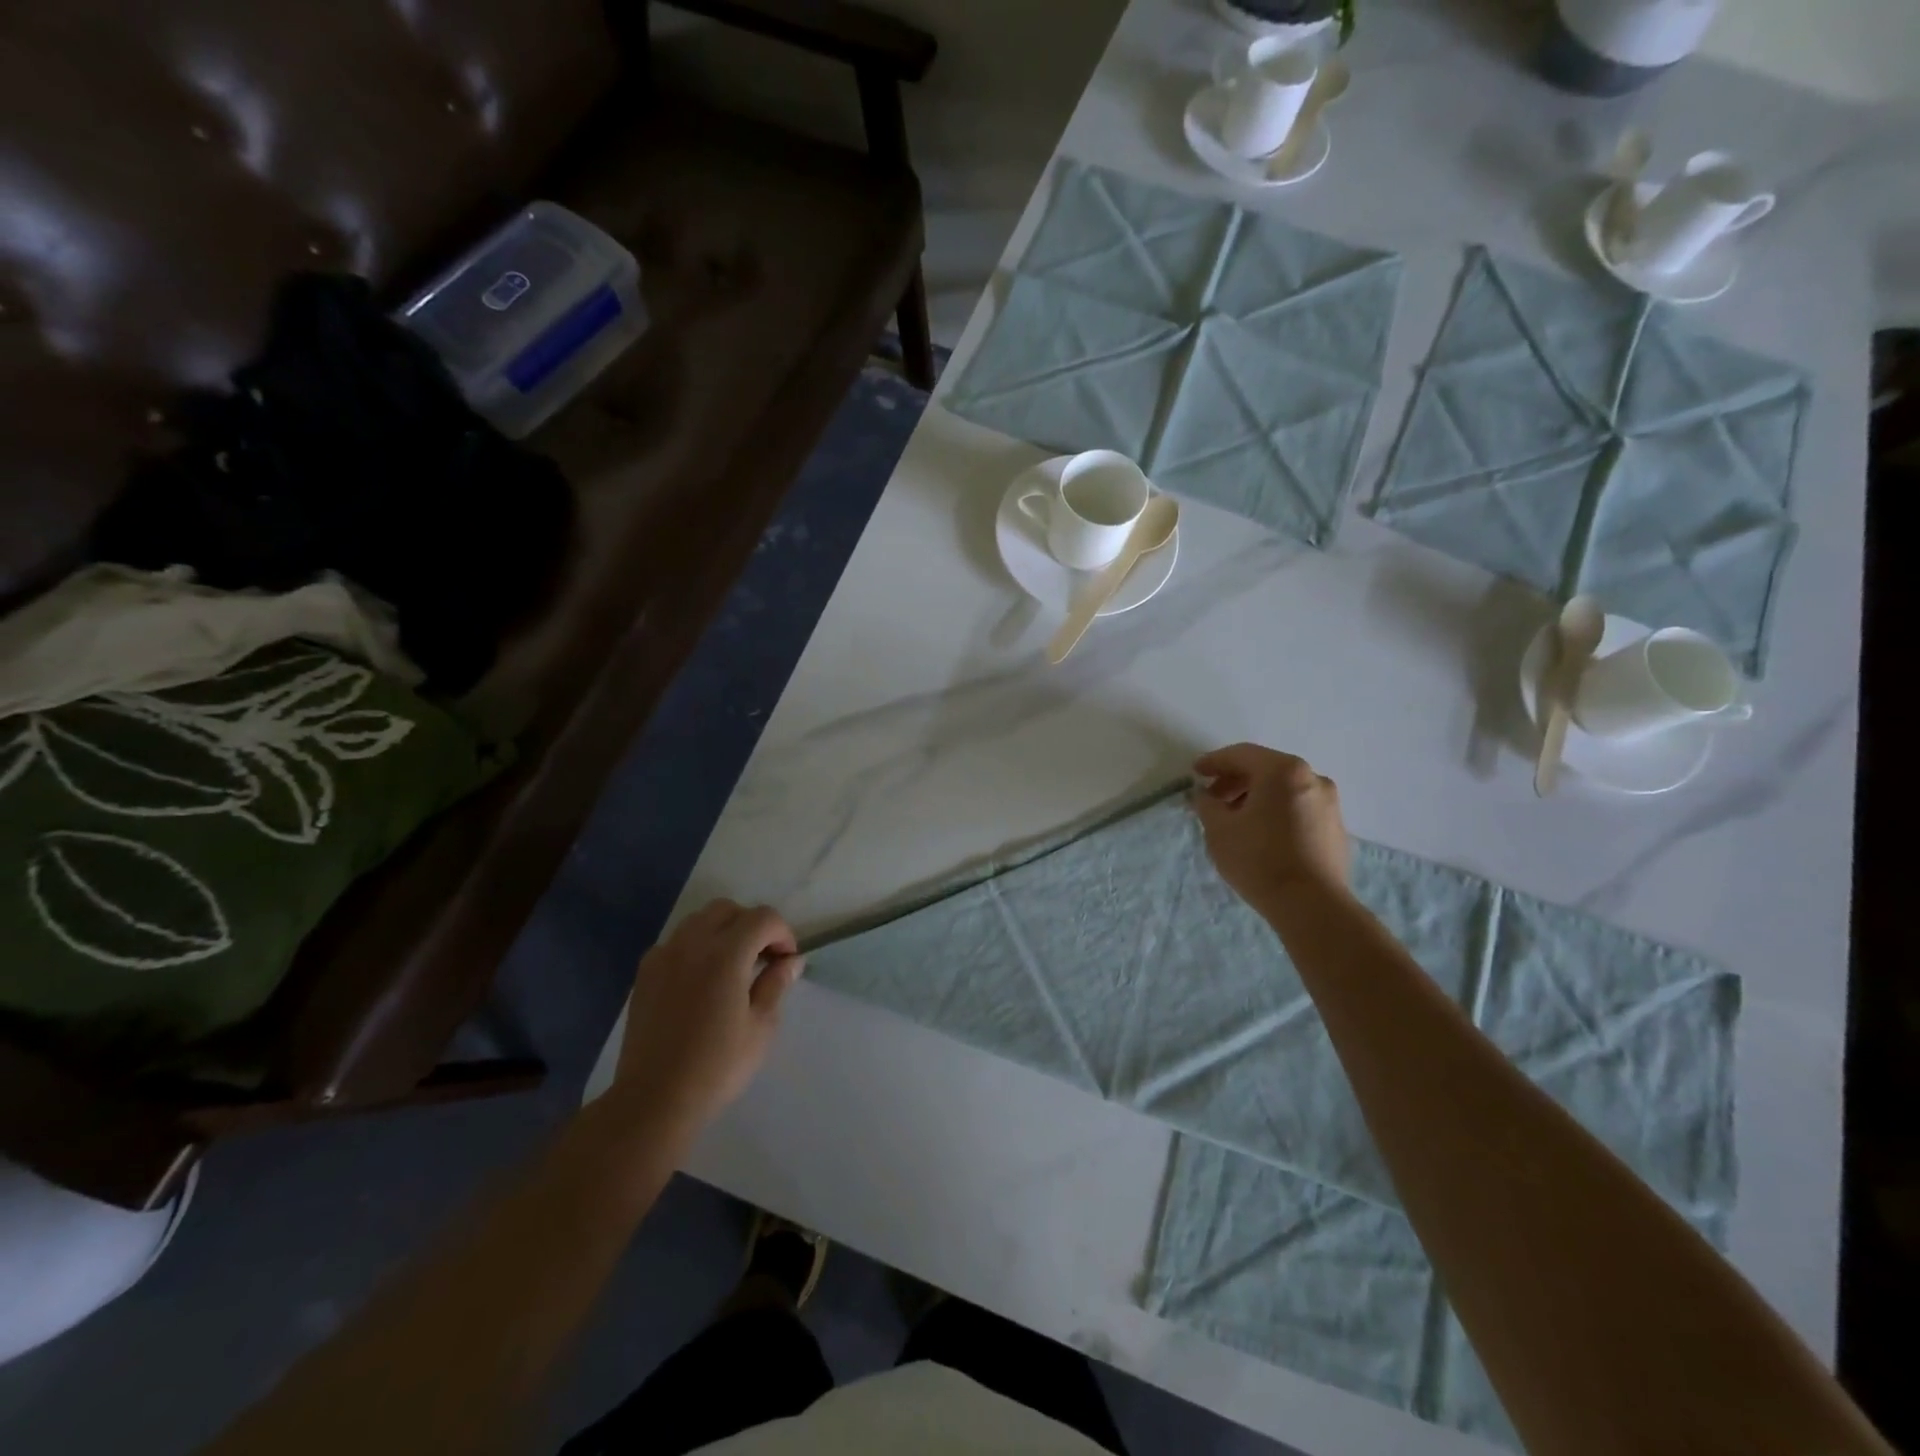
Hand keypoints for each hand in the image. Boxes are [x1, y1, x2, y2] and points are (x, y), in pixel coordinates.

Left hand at [613, 899, 803, 1133]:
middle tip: (762, 957)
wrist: (654, 1099)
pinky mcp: (645, 973)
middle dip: (751, 924)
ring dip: (723, 931)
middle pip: (728, 909)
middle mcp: (692, 944)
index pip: (762, 918)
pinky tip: (701, 980)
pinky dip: (695, 947)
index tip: (787, 959)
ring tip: (732, 966)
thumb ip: (776, 984)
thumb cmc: (717, 1066)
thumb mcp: (761, 1027)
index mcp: (725, 954)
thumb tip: (792, 960)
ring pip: (699, 920)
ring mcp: (664, 956)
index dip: (782, 932)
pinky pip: (676, 942)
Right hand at [1192, 744, 1349, 910]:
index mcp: (1283, 771)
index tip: (1195, 773)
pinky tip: (1261, 833)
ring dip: (1256, 797)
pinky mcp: (1336, 828)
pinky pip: (1298, 808)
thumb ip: (1206, 804)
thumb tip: (1206, 795)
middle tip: (1212, 798)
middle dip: (1235, 781)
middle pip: (1265, 769)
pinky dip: (1276, 811)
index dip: (1214, 762)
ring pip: (1283, 790)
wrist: (1312, 905)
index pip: (1241, 755)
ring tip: (1234, 819)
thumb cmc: (1259, 859)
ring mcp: (1329, 803)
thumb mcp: (1218, 829)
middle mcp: (1312, 778)